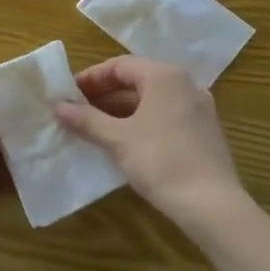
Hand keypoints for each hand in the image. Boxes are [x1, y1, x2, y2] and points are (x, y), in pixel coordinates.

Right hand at [54, 56, 245, 229]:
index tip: (68, 94)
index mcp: (164, 76)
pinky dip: (141, 123)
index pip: (119, 66)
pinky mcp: (204, 132)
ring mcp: (199, 108)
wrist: (211, 204)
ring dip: (121, 111)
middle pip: (137, 81)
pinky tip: (124, 143)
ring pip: (151, 101)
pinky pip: (165, 116)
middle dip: (104, 96)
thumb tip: (58, 106)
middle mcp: (185, 84)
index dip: (91, 78)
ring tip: (94, 128)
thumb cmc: (160, 160)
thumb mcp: (117, 139)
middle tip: (77, 112)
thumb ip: (86, 119)